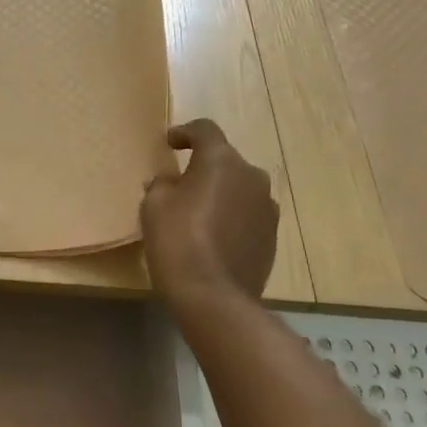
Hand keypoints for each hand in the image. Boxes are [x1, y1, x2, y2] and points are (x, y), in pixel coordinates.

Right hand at [140, 119, 278, 308]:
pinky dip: (232, 216)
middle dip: (204, 167)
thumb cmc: (178, 240)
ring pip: (240, 188)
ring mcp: (267, 208)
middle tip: (181, 183)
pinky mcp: (272, 236)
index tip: (170, 143)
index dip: (185, 132)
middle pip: (225, 160)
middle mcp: (252, 176)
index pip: (205, 130)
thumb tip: (170, 183)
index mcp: (222, 160)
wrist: (214, 297)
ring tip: (199, 212)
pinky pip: (248, 214)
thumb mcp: (154, 205)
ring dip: (221, 193)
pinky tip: (214, 236)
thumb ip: (162, 184)